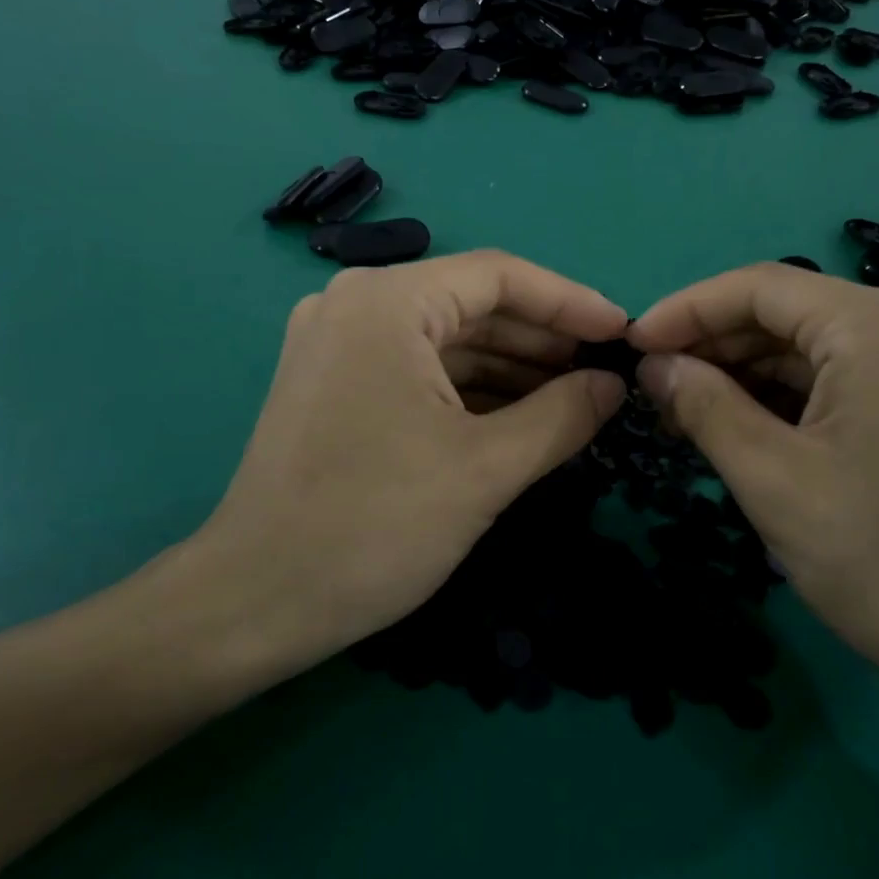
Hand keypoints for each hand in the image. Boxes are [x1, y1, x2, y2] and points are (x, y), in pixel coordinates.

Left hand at [139, 251, 628, 694]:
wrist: (254, 602)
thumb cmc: (373, 526)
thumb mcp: (485, 469)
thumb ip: (562, 416)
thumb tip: (613, 385)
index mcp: (387, 302)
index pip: (499, 276)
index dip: (570, 302)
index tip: (623, 334)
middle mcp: (356, 304)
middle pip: (471, 305)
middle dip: (543, 340)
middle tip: (604, 374)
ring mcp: (338, 343)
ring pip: (446, 341)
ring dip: (511, 368)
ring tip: (574, 399)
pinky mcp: (334, 383)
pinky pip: (418, 369)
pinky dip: (471, 390)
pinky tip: (519, 417)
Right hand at [627, 264, 878, 713]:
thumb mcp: (772, 480)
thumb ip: (704, 406)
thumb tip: (655, 365)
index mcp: (878, 325)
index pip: (758, 288)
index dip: (685, 311)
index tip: (630, 346)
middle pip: (787, 313)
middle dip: (714, 347)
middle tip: (654, 391)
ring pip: (814, 348)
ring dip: (747, 375)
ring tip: (687, 414)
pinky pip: (845, 377)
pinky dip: (789, 397)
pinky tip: (745, 428)